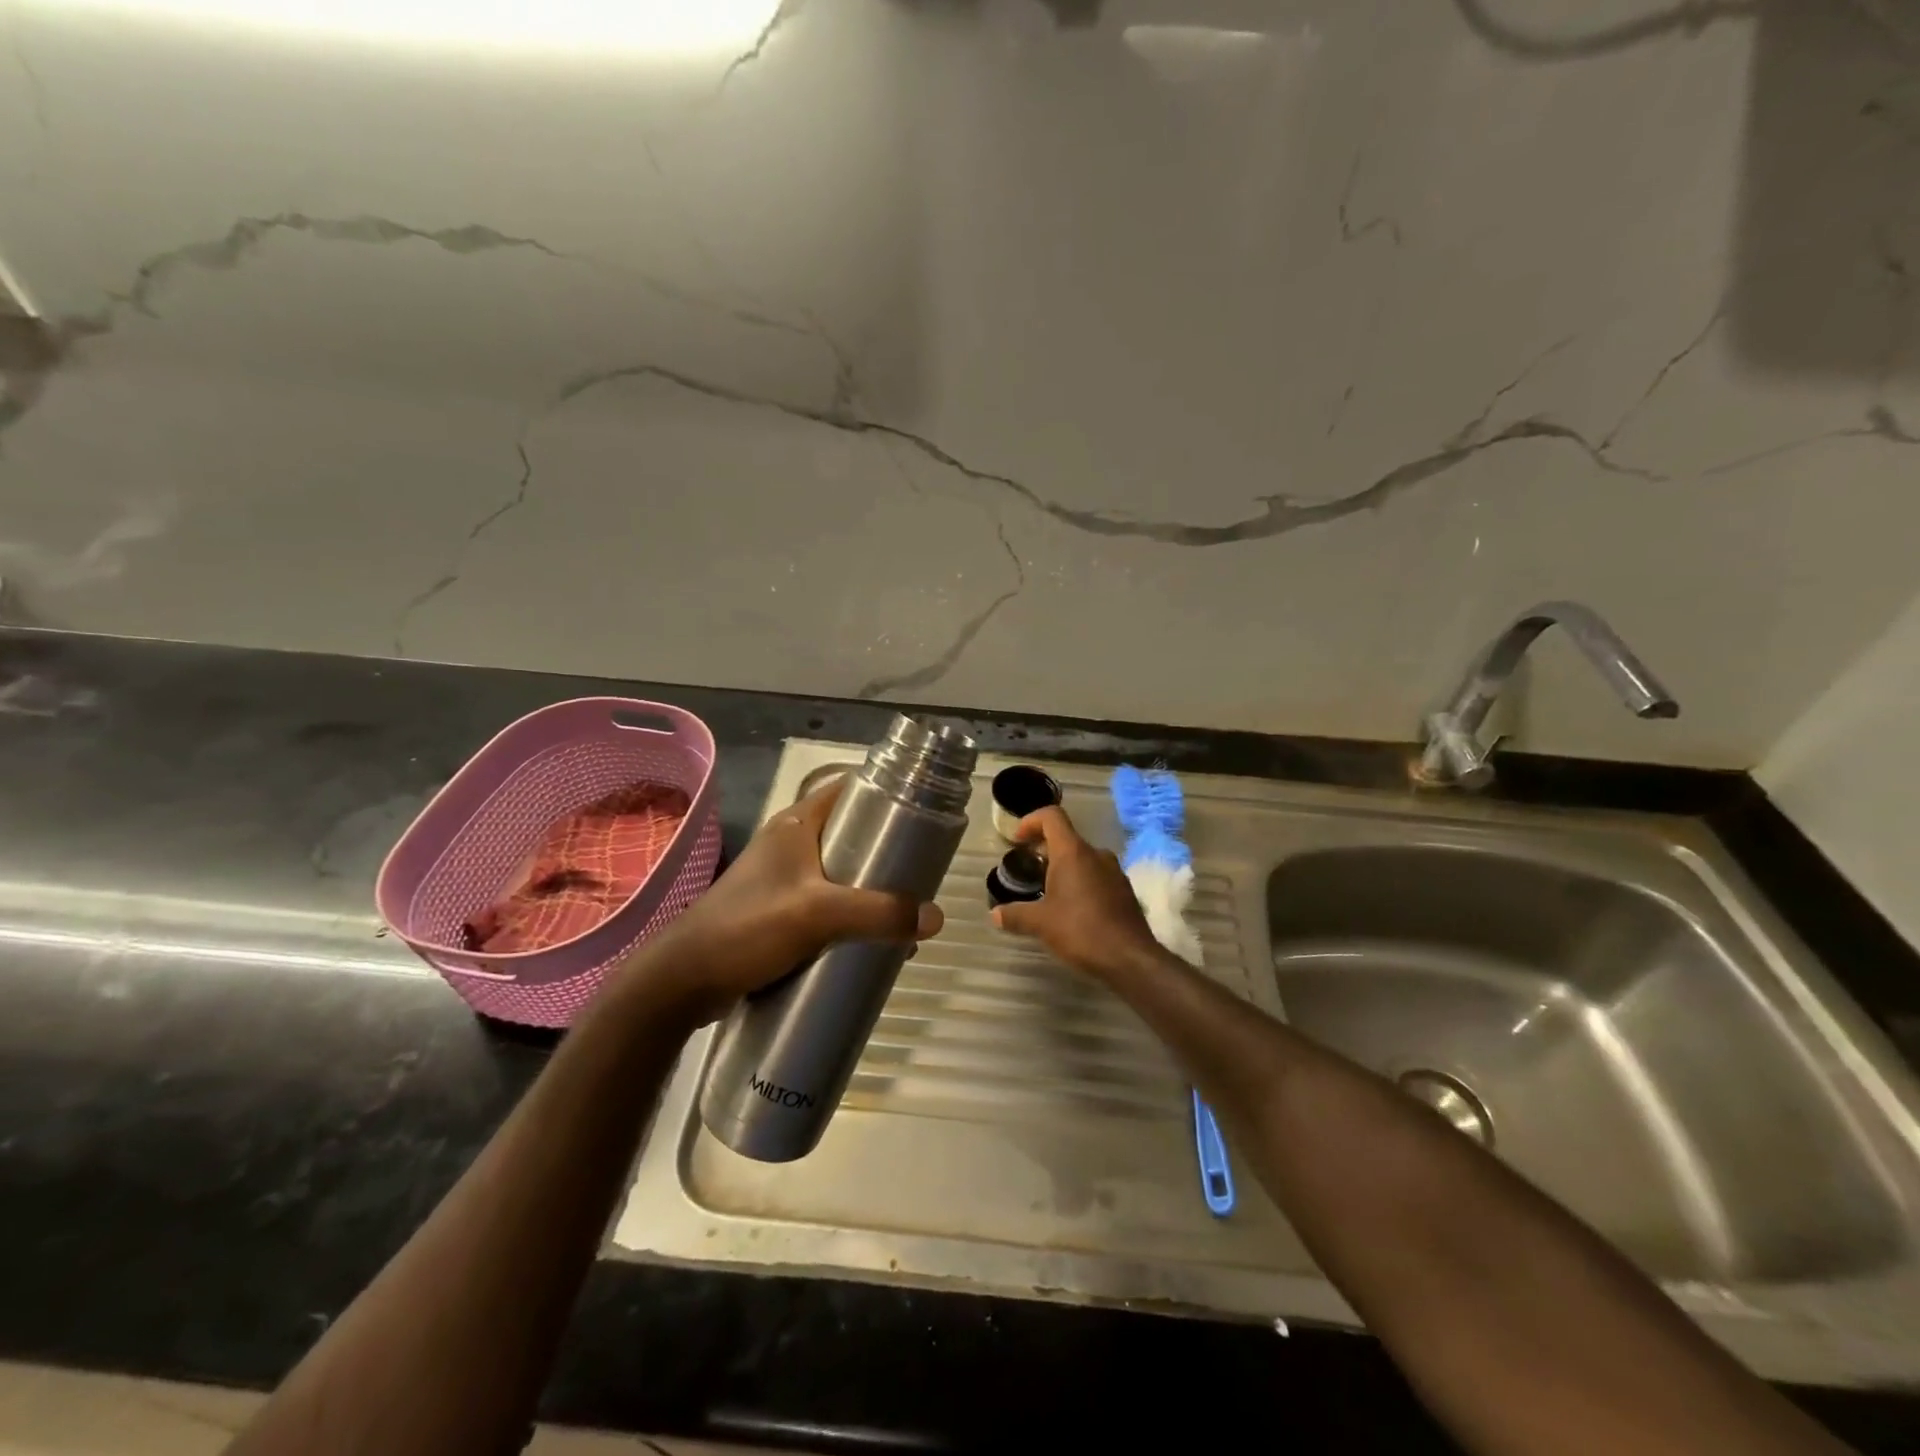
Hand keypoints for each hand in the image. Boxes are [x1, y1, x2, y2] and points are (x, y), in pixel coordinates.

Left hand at [629, 775, 943, 1024]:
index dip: (885, 794)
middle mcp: (790, 844)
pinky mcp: (778, 913)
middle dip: (885, 852)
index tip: (922, 812)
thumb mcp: (818, 914)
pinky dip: (849, 916)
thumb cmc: (748, 927)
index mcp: (796, 825)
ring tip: (904, 911)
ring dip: (869, 889)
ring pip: (839, 874)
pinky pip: (825, 906)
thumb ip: (878, 914)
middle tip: (920, 871)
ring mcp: (782, 880)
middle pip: (849, 835)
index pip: (848, 790)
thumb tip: (935, 918)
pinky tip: (870, 940)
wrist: (684, 980)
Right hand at [991, 805, 1162, 980]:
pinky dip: (1079, 883)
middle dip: (1043, 850)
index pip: (1052, 817)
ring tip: (1046, 892)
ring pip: (1082, 859)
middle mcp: (1096, 854)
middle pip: (1066, 838)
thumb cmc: (1081, 931)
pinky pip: (1096, 876)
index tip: (1017, 840)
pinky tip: (1071, 910)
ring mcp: (1114, 872)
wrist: (1130, 959)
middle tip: (1026, 870)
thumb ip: (1015, 915)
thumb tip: (995, 914)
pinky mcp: (1124, 891)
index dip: (1031, 821)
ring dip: (1062, 869)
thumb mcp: (1040, 923)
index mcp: (1073, 852)